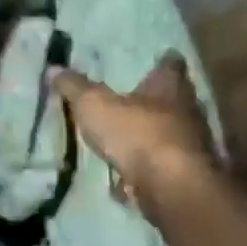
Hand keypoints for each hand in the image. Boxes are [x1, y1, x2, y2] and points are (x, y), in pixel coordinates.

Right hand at [51, 53, 215, 205]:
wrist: (171, 187)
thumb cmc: (135, 134)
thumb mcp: (94, 105)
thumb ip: (74, 87)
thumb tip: (54, 67)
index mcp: (169, 87)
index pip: (171, 65)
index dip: (163, 62)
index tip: (159, 58)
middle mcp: (188, 111)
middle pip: (176, 99)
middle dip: (157, 99)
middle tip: (135, 97)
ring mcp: (192, 145)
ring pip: (172, 132)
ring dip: (153, 134)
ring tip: (128, 136)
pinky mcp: (186, 174)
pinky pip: (164, 163)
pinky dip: (149, 165)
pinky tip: (130, 172)